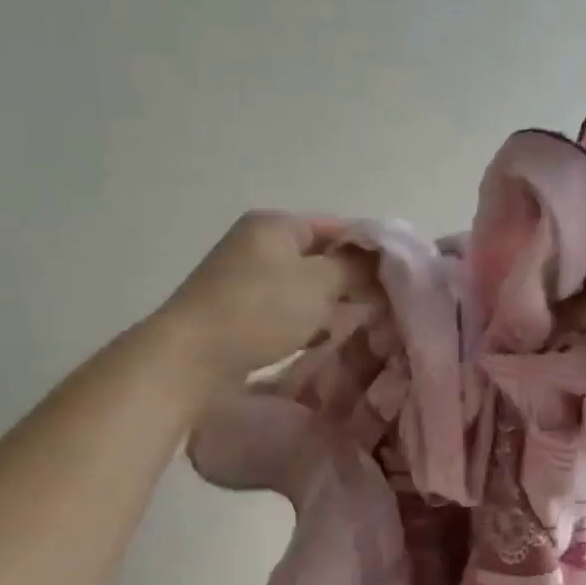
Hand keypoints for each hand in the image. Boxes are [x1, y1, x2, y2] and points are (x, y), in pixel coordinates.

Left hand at [154, 211, 374, 393]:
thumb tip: (381, 260)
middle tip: (381, 304)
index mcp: (274, 225)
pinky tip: (322, 341)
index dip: (368, 249)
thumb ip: (355, 267)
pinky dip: (305, 323)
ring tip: (357, 325)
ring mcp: (244, 280)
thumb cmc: (260, 310)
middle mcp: (257, 245)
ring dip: (329, 305)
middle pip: (319, 257)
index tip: (395, 276)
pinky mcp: (237, 313)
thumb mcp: (319, 282)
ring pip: (303, 287)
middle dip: (350, 280)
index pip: (336, 226)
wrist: (189, 359)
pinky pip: (284, 311)